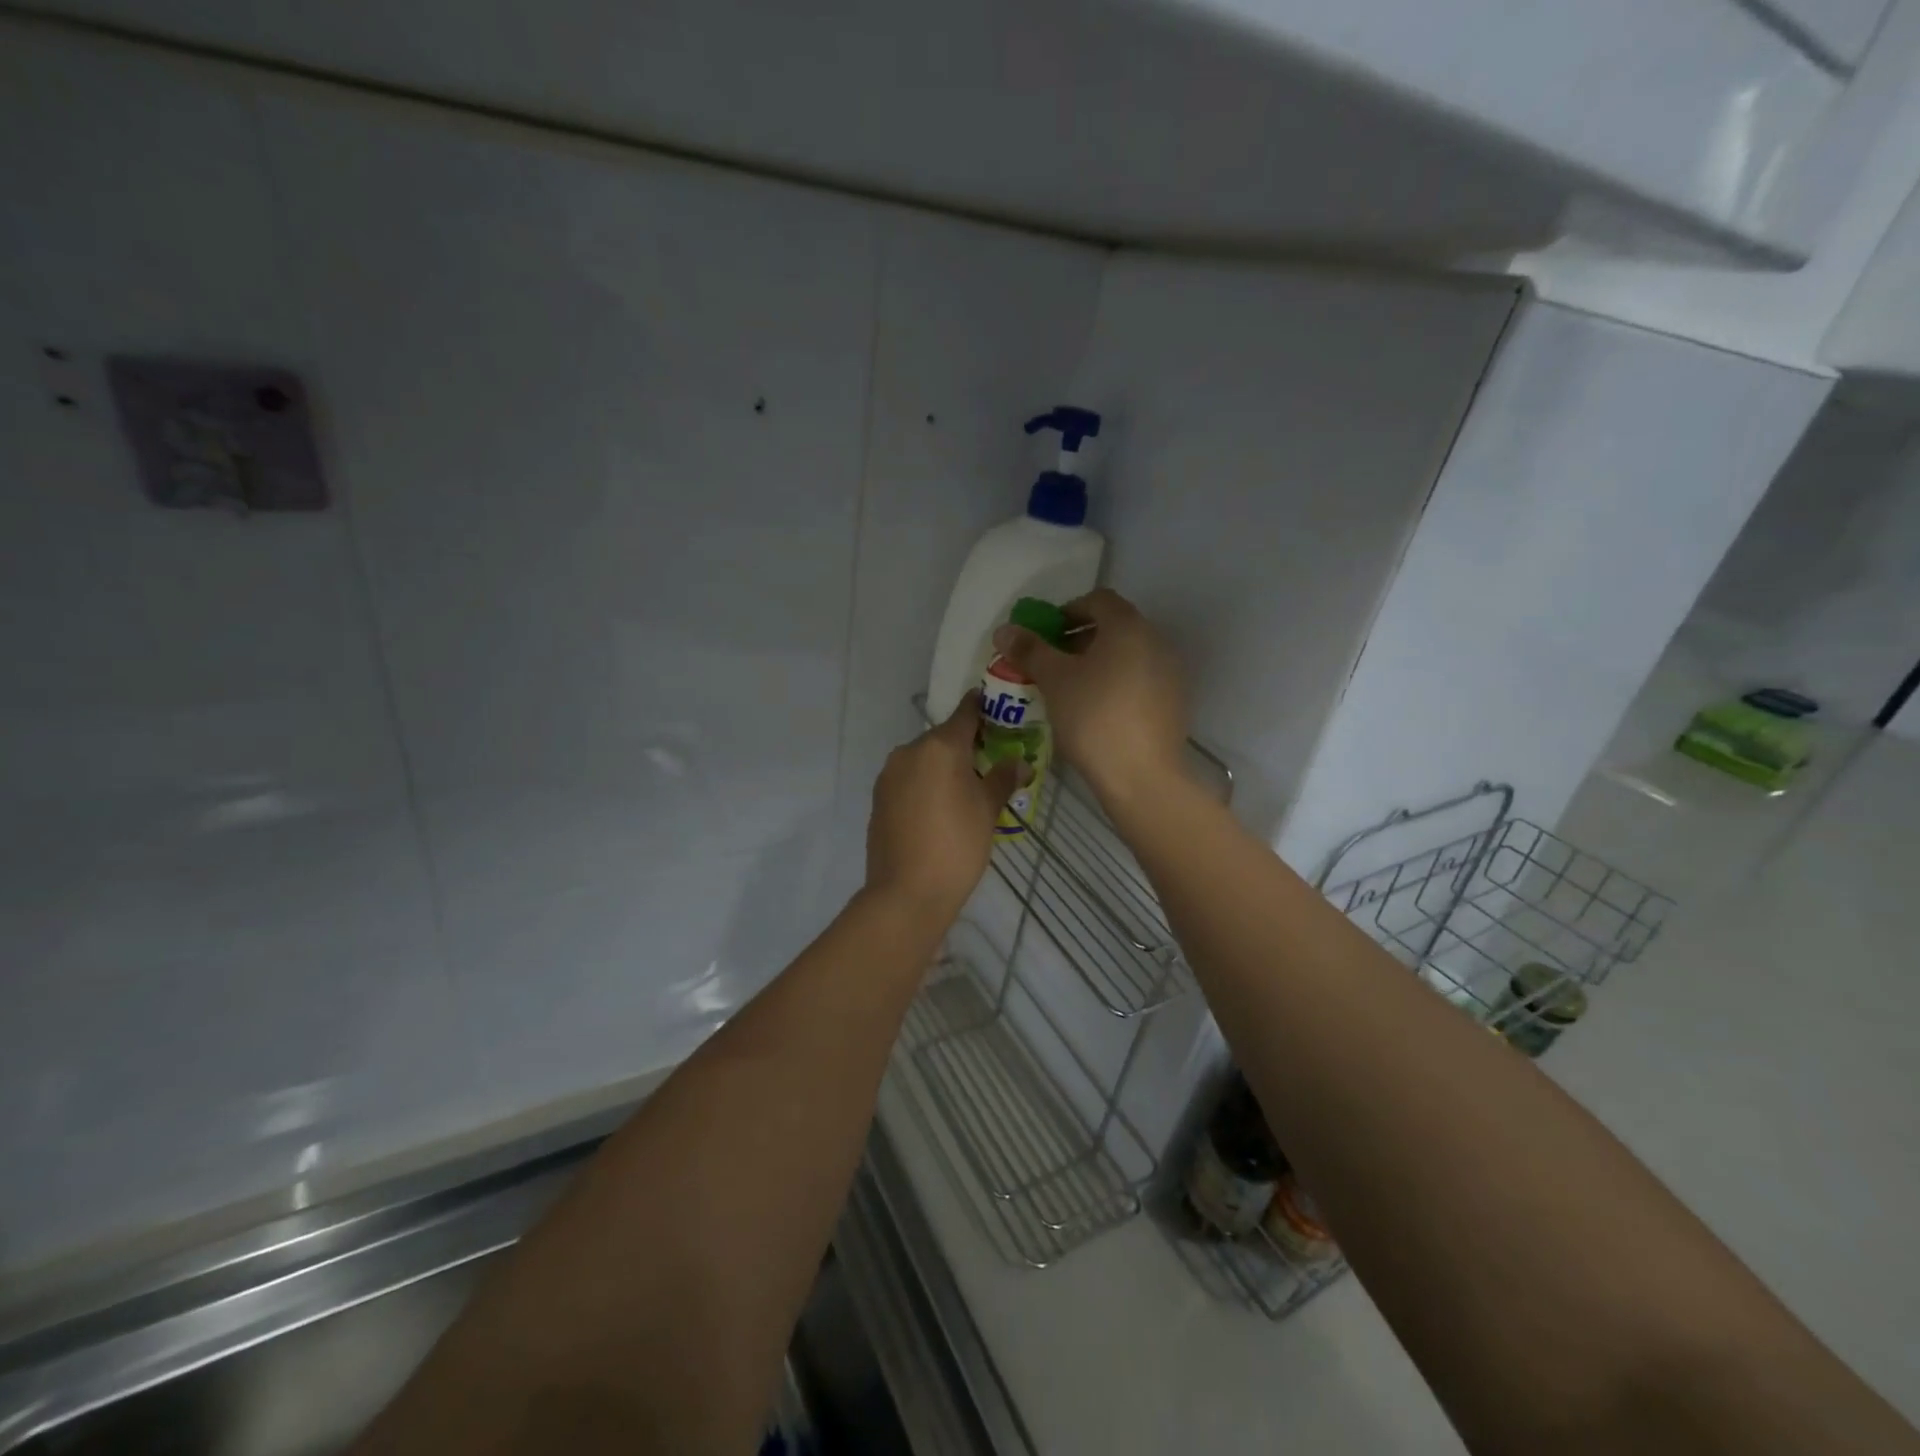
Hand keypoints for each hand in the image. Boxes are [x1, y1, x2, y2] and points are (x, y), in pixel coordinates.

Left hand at [864, 696, 1023, 920]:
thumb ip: (1003, 779)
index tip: (996, 707)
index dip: (982, 708)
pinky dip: (925, 784)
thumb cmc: (957, 845)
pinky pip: (908, 779)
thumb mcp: (987, 810)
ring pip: (923, 759)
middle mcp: (909, 751)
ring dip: (943, 767)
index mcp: (940, 746)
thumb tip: (1020, 763)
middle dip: (965, 746)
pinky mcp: (878, 797)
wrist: (907, 892)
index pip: (965, 713)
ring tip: (965, 791)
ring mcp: (889, 774)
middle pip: (943, 738)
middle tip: (989, 762)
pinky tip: (939, 809)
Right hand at [990, 588, 1188, 807]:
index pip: (1098, 600)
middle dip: (1080, 640)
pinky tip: (1096, 711)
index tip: (1045, 635)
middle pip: (1115, 627)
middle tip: (1052, 663)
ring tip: (1070, 690)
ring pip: (1128, 655)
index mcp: (1128, 627)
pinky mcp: (1174, 702)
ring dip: (1098, 663)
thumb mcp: (1054, 681)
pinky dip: (1116, 684)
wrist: (1141, 776)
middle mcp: (1156, 641)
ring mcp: (1170, 673)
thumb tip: (1004, 630)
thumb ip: (1030, 650)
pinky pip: (1140, 680)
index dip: (1067, 611)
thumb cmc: (1093, 717)